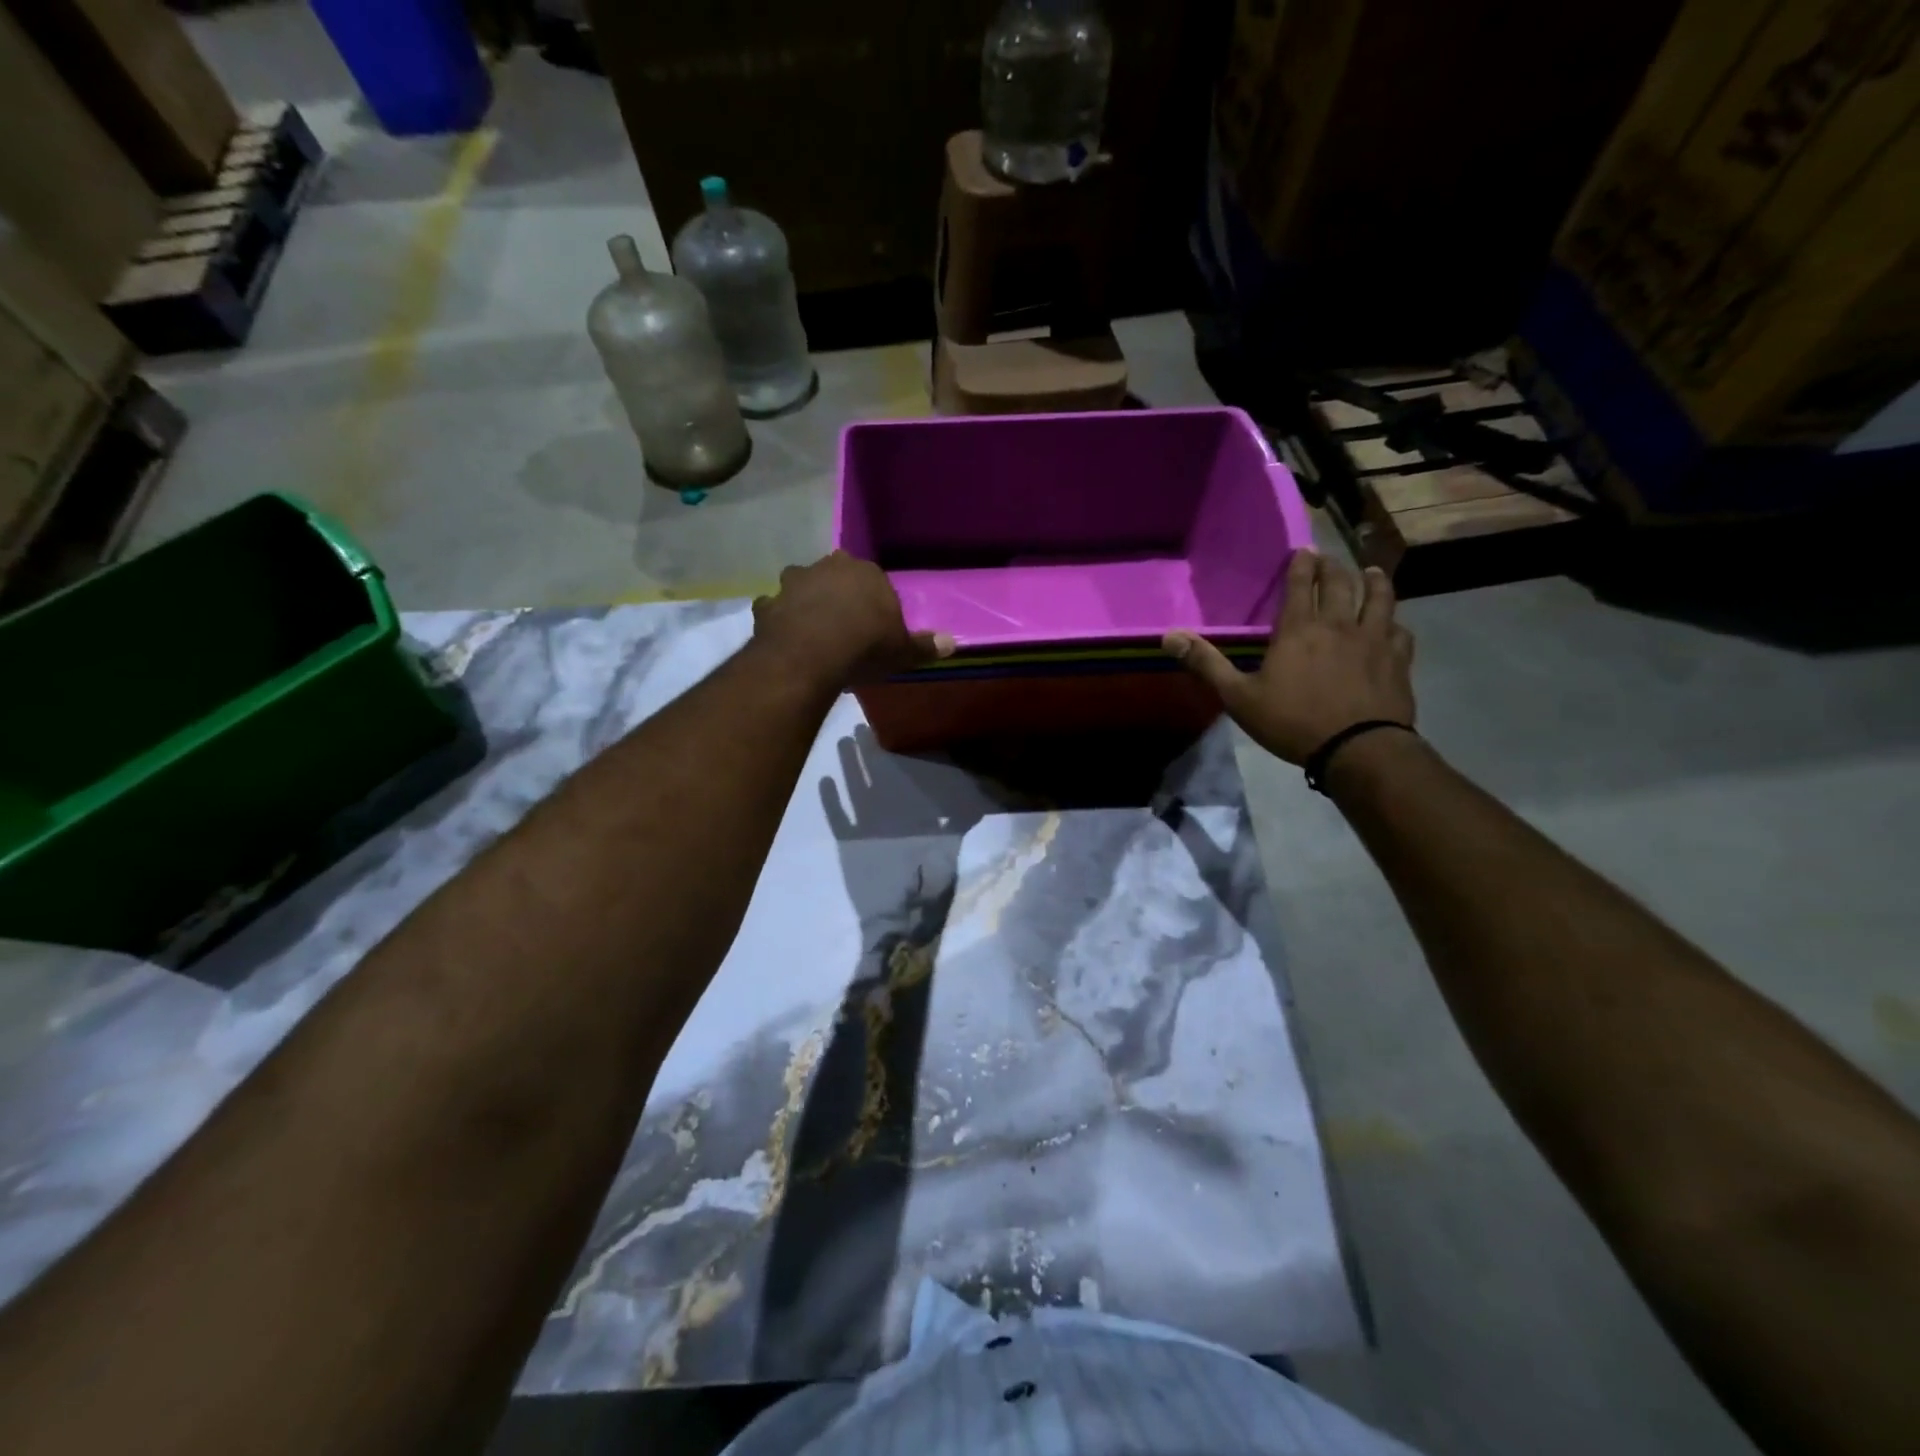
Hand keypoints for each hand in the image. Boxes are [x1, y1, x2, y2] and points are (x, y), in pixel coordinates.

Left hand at [752, 551, 954, 686]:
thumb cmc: (865, 647)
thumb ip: (924, 646)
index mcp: (865, 573)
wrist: (811, 655)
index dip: (872, 602)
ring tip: (811, 629)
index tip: (873, 625)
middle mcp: (828, 568)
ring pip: (800, 586)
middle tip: (843, 625)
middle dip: (838, 594)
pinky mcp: (768, 604)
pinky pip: (774, 609)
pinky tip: (785, 638)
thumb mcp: (902, 651)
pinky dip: (779, 619)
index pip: (873, 580)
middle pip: (835, 576)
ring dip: (805, 601)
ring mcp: (793, 583)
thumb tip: (953, 643)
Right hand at [1163, 551, 1414, 764]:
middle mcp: (1339, 624)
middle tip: (1329, 558)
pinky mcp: (1398, 660)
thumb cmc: (1292, 721)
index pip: (1300, 585)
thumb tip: (1169, 636)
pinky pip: (1400, 632)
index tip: (1303, 549)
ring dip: (1374, 582)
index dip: (1301, 564)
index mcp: (1298, 629)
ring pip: (1379, 599)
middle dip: (1333, 567)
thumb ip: (1207, 664)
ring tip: (1372, 573)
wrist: (1357, 748)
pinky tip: (1394, 626)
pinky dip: (1395, 624)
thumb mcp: (1239, 697)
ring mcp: (1374, 640)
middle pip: (1340, 583)